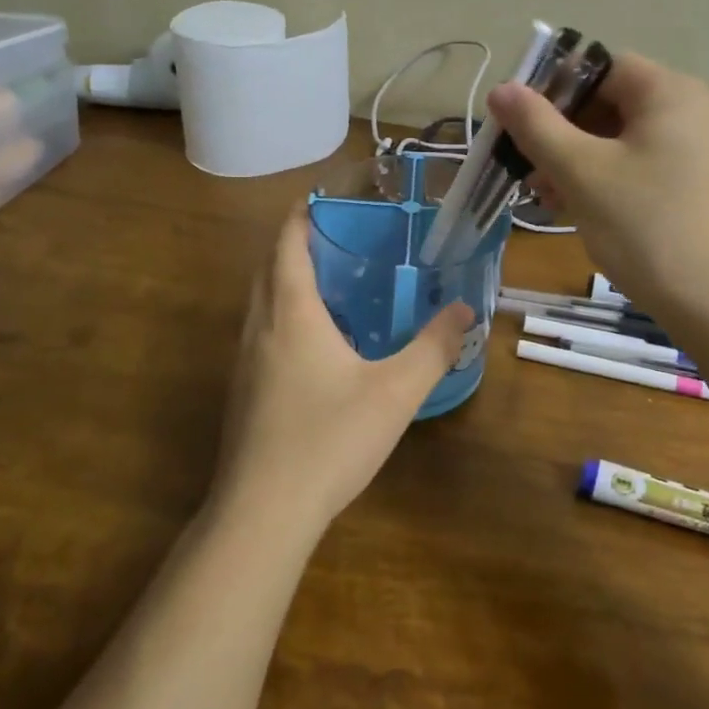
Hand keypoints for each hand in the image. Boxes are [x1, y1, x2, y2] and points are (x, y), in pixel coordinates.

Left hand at [212, 202, 473, 536]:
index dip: (305, 212)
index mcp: (291, 312)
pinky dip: (285, 314)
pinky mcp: (243, 391)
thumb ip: (434, 347)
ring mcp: (244, 361)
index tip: (330, 196)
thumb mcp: (396, 392)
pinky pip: (262, 331)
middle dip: (298, 241)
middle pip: (269, 265)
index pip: (288, 241)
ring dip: (288, 279)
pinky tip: (318, 343)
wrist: (263, 512)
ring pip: (261, 300)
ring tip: (334, 281)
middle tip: (342, 235)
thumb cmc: (329, 439)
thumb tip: (464, 309)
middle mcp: (259, 327)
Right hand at [487, 51, 708, 325]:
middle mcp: (690, 113)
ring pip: (621, 142)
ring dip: (576, 162)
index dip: (552, 89)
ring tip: (544, 197)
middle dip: (560, 133)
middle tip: (525, 167)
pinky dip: (605, 183)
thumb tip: (502, 88)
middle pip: (609, 104)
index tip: (517, 123)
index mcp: (669, 92)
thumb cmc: (648, 227)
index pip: (599, 66)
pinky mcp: (696, 191)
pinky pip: (640, 170)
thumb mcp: (582, 173)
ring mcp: (697, 154)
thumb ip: (537, 126)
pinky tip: (577, 212)